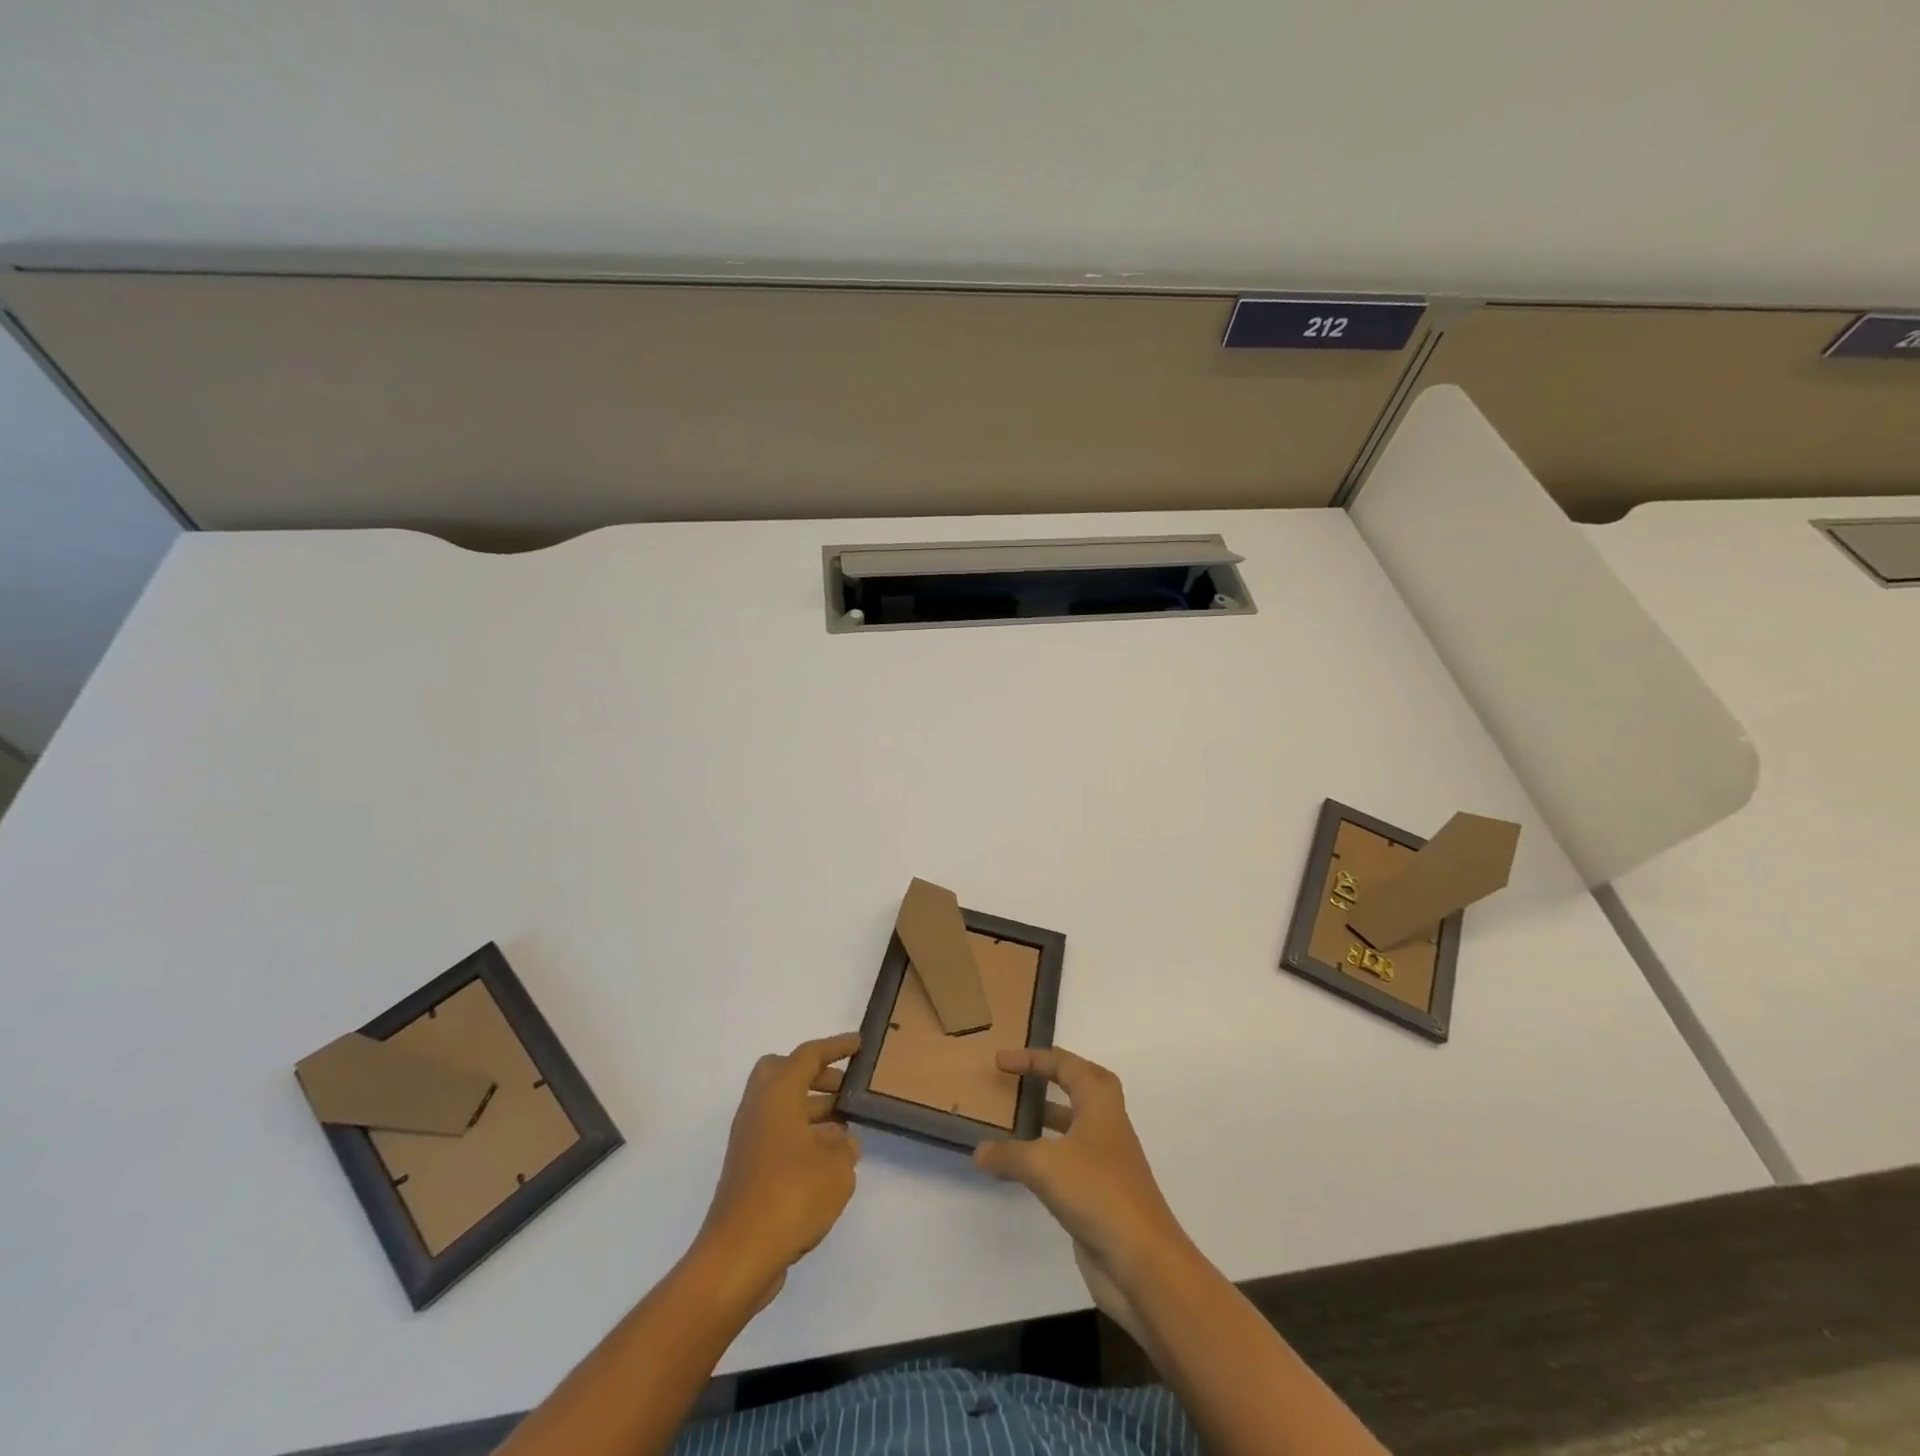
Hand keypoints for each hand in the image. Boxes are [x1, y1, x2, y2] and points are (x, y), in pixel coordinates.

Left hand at [696, 1033, 861, 1304]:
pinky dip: (802, 1136)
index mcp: (777, 1095)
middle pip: (783, 1073)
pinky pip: (778, 1135)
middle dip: (815, 1075)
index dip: (835, 1047)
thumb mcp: (836, 1169)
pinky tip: (828, 1162)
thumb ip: (845, 1148)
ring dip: (812, 1109)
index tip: (859, 1044)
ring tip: (846, 1130)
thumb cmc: (791, 1197)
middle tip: (844, 1088)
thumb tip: (841, 1143)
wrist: (738, 1257)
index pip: (807, 1056)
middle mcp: (758, 1110)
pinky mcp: (748, 1171)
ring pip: (781, 1107)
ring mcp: (749, 1141)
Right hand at [973, 1048, 1190, 1300]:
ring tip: (1012, 1121)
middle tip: (1018, 1080)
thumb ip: (1009, 1155)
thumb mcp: (1044, 1166)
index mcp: (1100, 1104)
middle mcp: (1106, 1125)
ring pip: (1073, 1126)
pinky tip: (1022, 1168)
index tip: (1001, 1062)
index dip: (1033, 1059)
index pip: (1066, 1065)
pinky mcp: (1100, 1193)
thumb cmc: (1098, 1193)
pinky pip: (1068, 1161)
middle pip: (1079, 1087)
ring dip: (1046, 1118)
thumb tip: (979, 1152)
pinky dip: (1045, 1156)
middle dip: (1049, 1078)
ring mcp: (1106, 1161)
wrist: (1143, 1263)